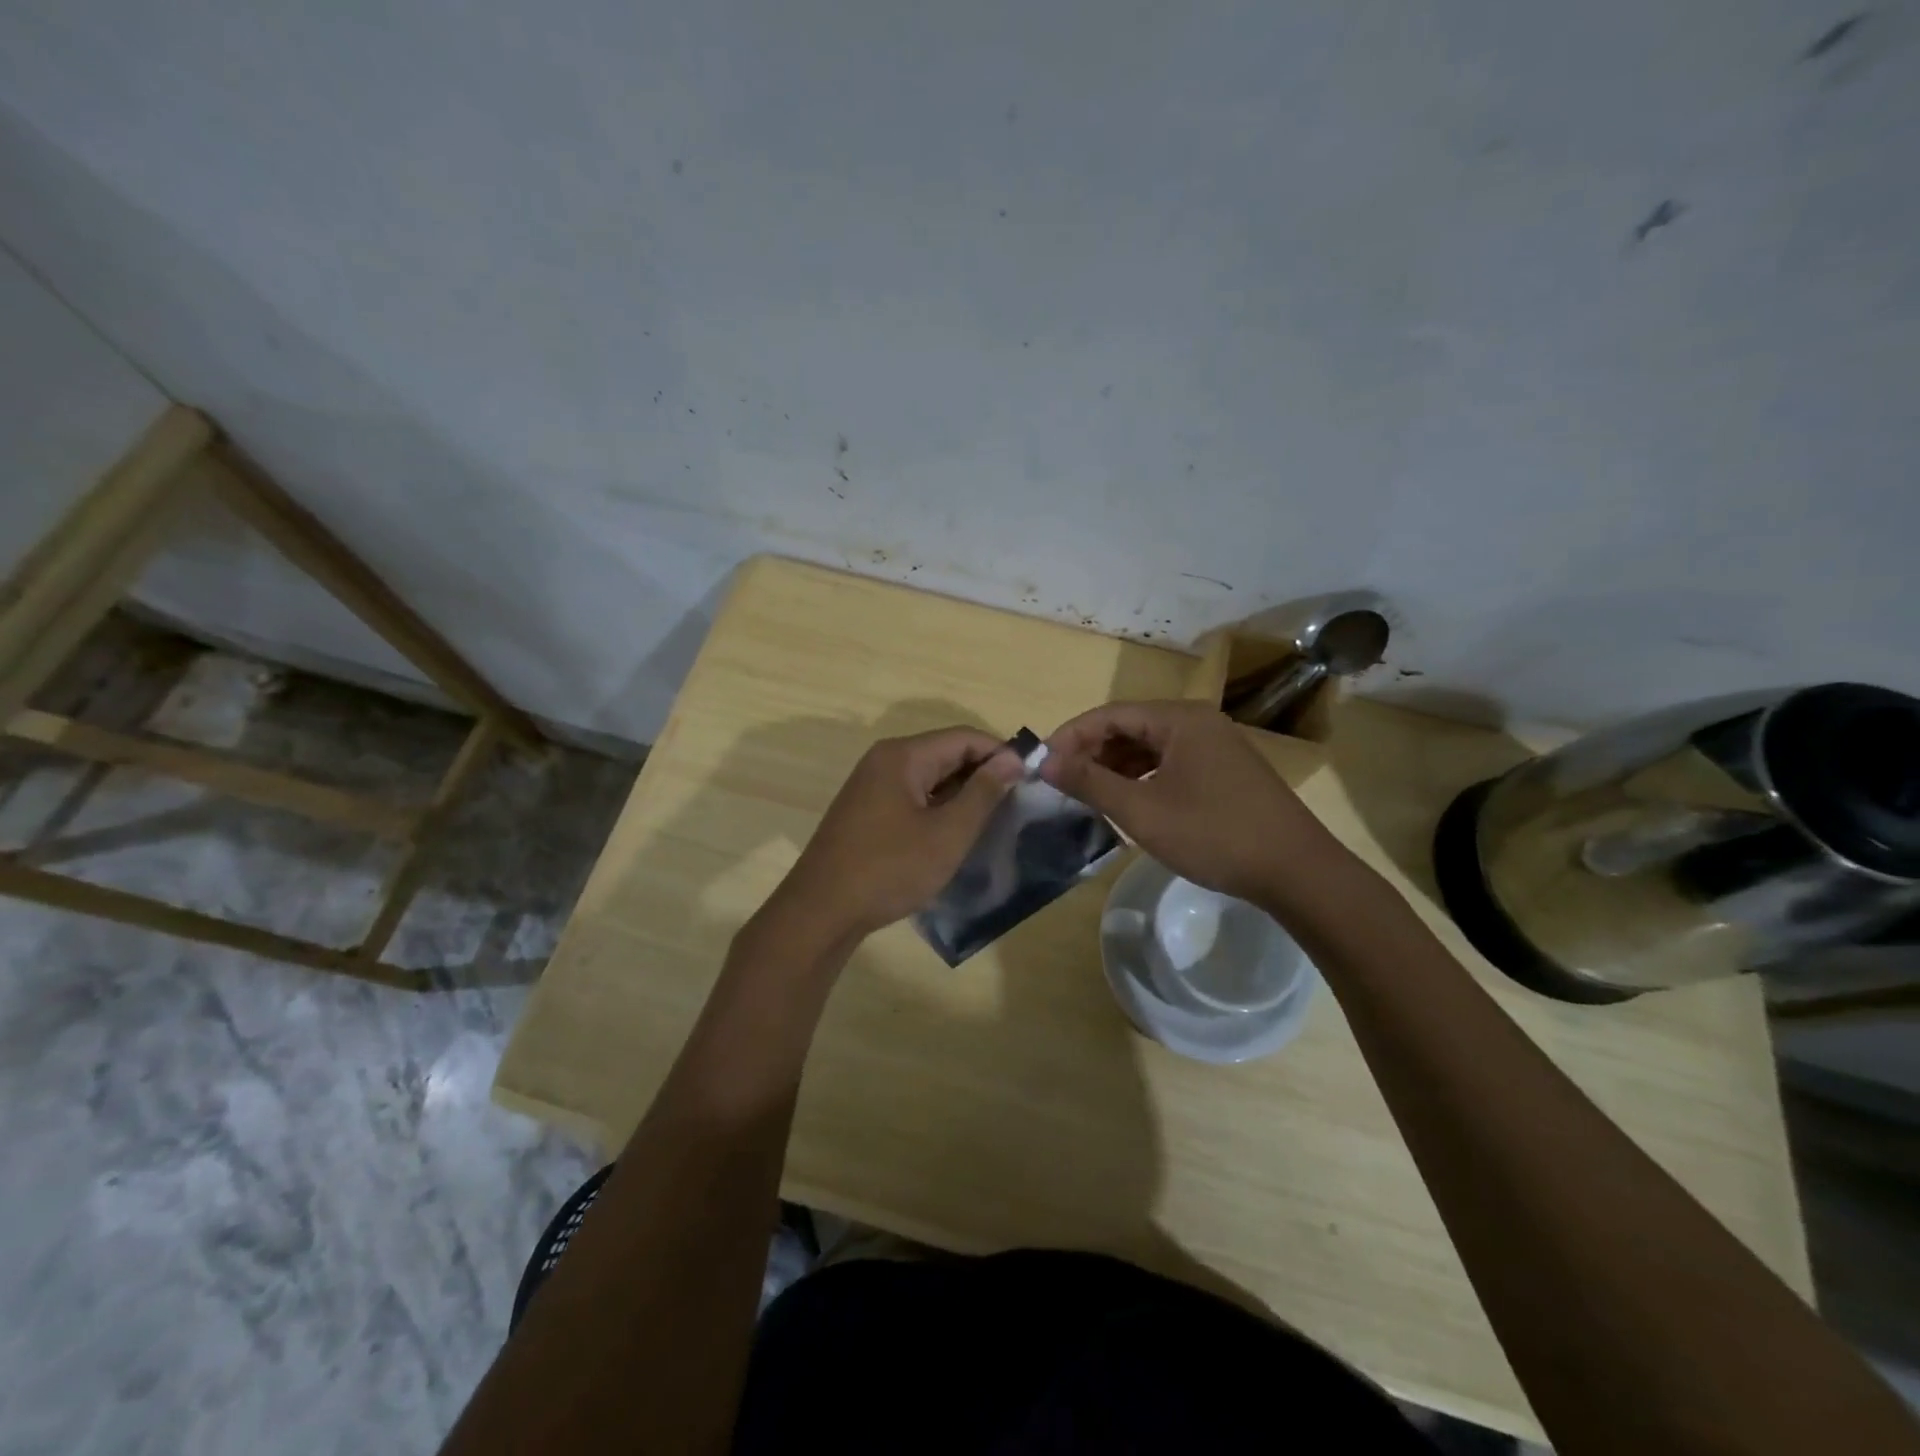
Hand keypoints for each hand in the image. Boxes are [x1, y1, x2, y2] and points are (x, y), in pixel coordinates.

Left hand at [769, 726, 1023, 943]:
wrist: (821, 912)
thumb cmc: (889, 869)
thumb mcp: (947, 834)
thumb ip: (983, 793)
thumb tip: (1013, 759)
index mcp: (903, 756)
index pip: (964, 737)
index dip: (1001, 754)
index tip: (1031, 780)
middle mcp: (885, 760)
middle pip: (945, 753)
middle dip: (982, 774)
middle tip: (1016, 804)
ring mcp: (871, 785)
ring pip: (930, 777)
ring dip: (961, 793)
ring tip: (992, 821)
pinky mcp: (866, 810)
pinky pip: (912, 796)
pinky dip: (938, 807)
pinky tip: (954, 833)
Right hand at [1041, 699, 1351, 907]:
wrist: (1297, 871)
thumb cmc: (1214, 834)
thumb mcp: (1142, 810)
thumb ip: (1090, 782)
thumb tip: (1043, 761)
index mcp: (1179, 719)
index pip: (1109, 714)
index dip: (1070, 736)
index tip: (1041, 764)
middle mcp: (1198, 722)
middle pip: (1130, 726)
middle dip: (1092, 751)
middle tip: (1062, 782)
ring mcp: (1215, 746)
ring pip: (1150, 746)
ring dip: (1115, 766)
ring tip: (1087, 794)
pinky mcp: (1225, 771)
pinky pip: (1170, 763)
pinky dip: (1142, 777)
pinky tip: (1128, 801)